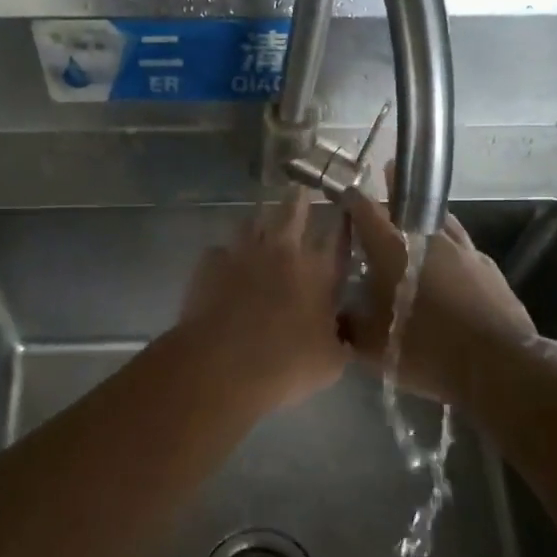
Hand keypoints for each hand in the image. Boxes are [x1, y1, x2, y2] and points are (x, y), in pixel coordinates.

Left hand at [178, 191, 349, 413]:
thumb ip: (340, 339)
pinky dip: (226, 254)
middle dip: (298, 200)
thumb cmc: (286, 365)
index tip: (346, 210)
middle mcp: (283, 252)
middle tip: (299, 191)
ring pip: (253, 221)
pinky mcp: (210, 263)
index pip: (338, 237)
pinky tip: (225, 263)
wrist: (222, 364)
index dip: (344, 223)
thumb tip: (343, 330)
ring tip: (262, 222)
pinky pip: (220, 249)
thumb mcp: (331, 362)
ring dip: (260, 220)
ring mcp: (243, 252)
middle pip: (293, 211)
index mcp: (319, 272)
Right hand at [341, 184, 537, 407]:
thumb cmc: (426, 350)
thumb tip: (339, 317)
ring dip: (424, 214)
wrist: (496, 365)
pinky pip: (462, 247)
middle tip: (388, 171)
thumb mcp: (373, 348)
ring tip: (416, 211)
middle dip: (394, 190)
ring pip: (439, 221)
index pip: (366, 211)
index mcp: (393, 251)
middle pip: (407, 206)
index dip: (353, 199)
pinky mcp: (488, 268)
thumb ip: (351, 327)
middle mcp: (428, 240)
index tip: (344, 192)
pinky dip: (449, 245)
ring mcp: (464, 251)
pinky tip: (449, 258)